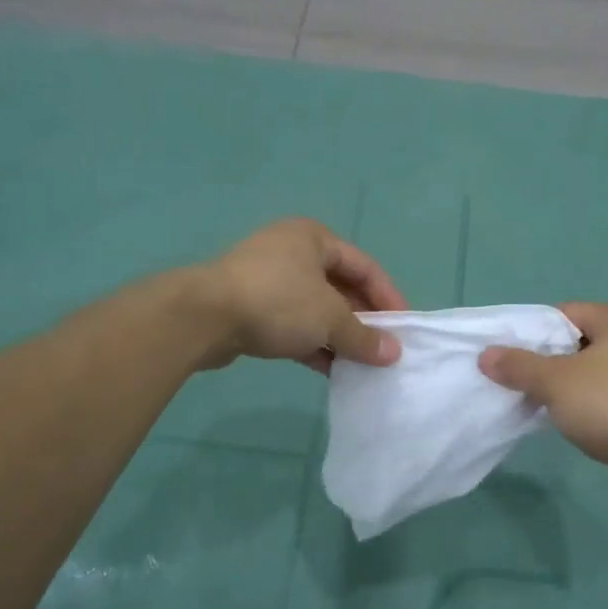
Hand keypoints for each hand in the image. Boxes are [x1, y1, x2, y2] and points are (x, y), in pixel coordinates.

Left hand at [194, 218, 407, 372]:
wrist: (203, 317)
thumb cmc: (277, 302)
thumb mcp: (330, 318)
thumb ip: (364, 337)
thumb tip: (393, 354)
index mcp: (314, 238)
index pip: (365, 266)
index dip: (388, 297)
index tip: (404, 328)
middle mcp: (292, 252)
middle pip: (340, 287)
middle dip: (362, 320)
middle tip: (383, 349)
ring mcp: (268, 280)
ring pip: (316, 309)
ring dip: (338, 336)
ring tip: (361, 364)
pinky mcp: (251, 308)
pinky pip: (293, 325)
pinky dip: (313, 344)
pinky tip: (330, 370)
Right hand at [478, 303, 607, 475]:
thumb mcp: (555, 382)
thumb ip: (519, 366)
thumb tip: (486, 355)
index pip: (565, 313)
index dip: (534, 334)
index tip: (512, 359)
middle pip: (581, 342)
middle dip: (551, 364)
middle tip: (525, 385)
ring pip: (599, 371)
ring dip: (573, 388)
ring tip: (549, 408)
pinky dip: (597, 406)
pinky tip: (583, 426)